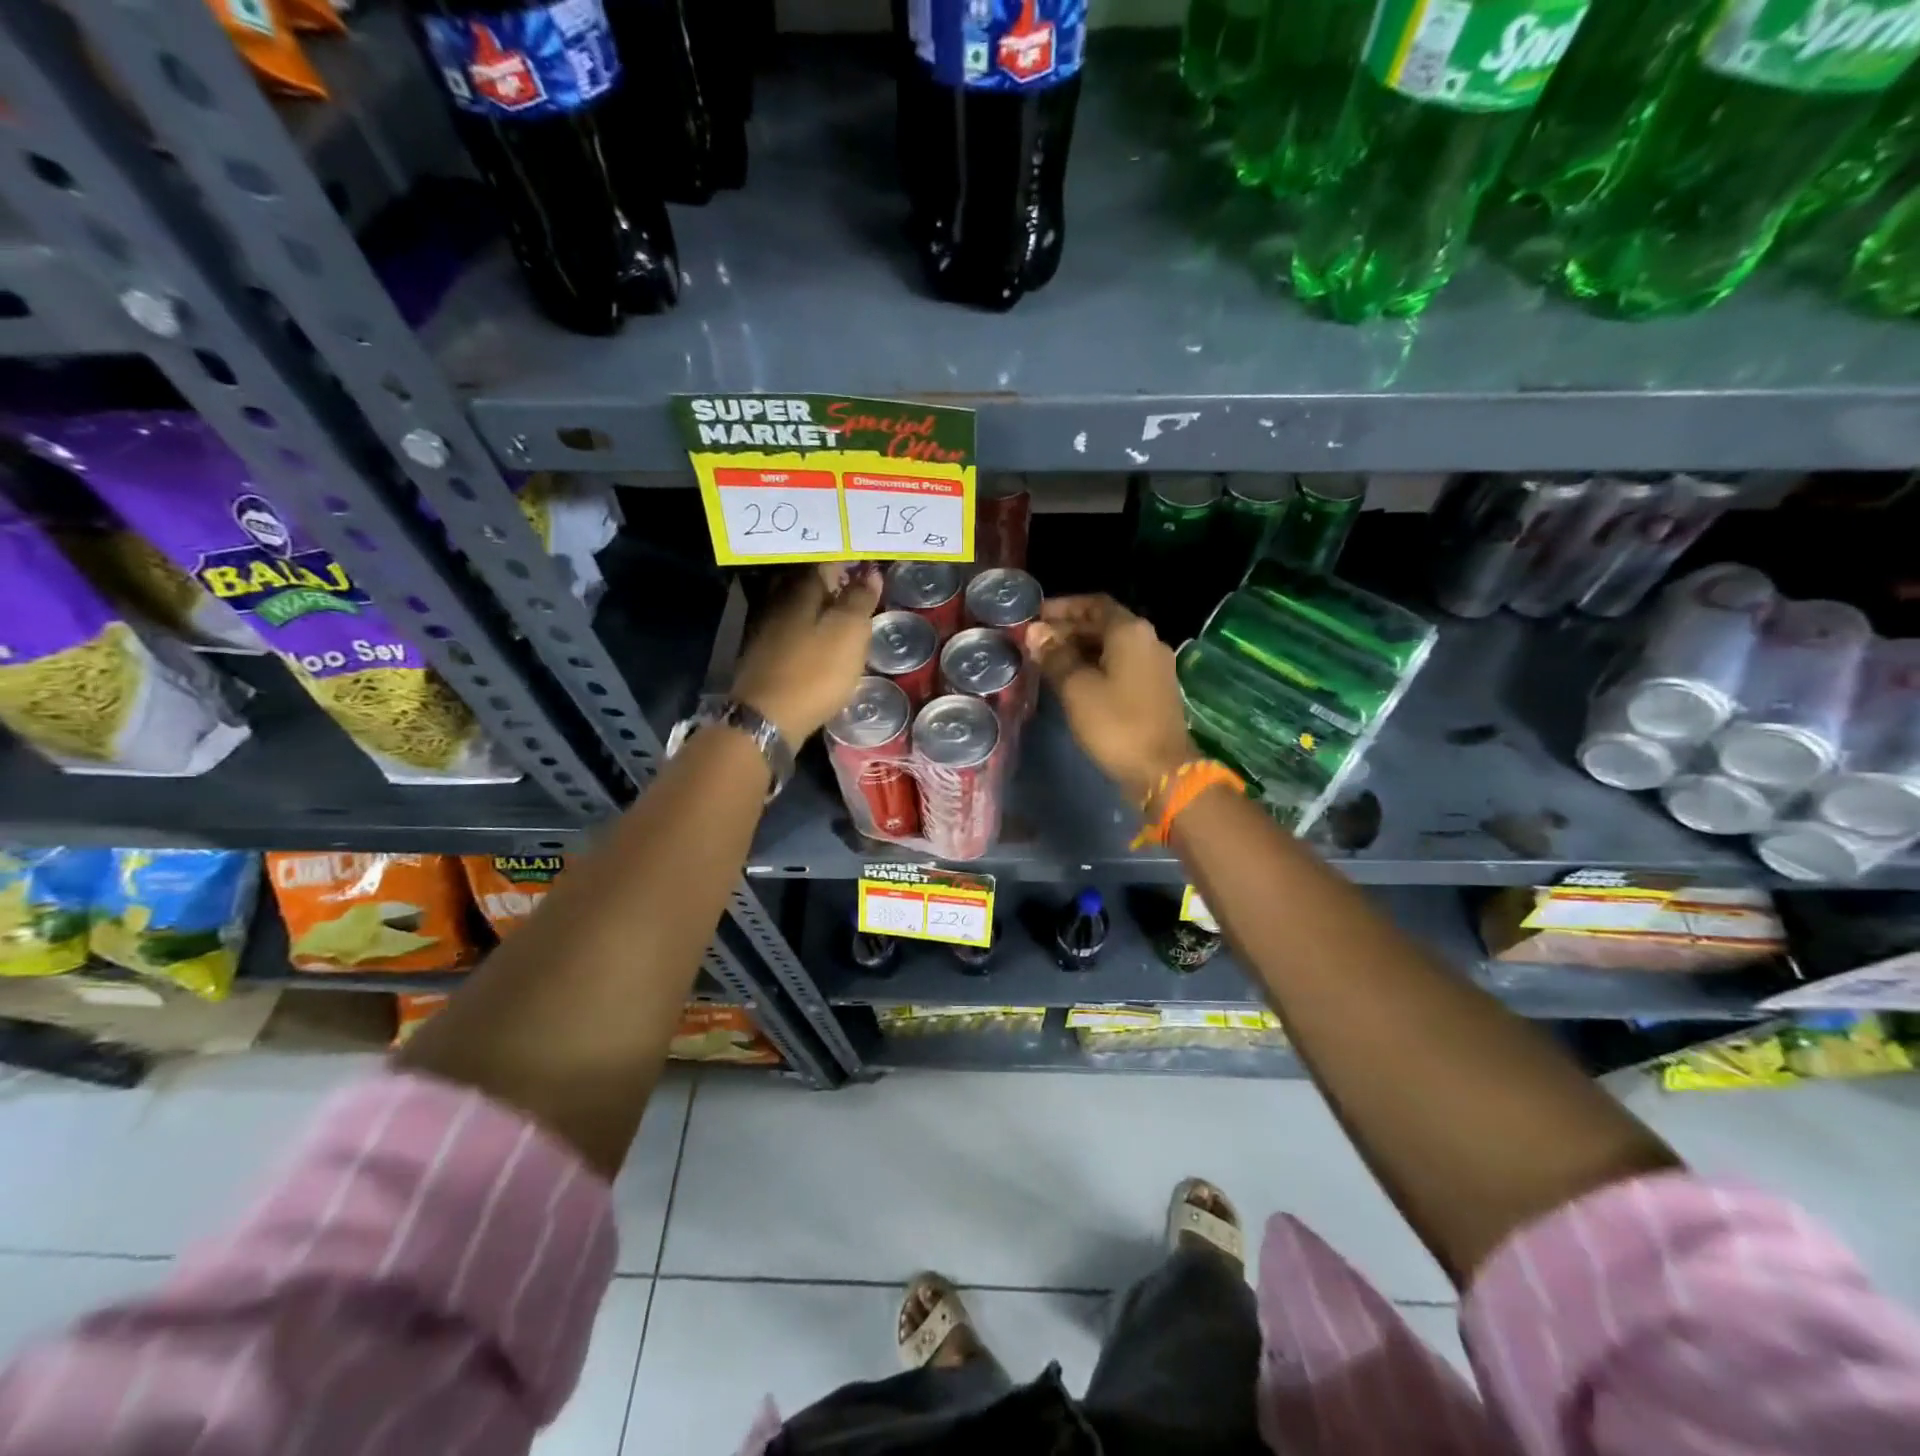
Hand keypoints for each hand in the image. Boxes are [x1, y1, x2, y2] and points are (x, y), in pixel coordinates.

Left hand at [733, 564, 881, 741]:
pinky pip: (786, 626)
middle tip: (855, 587)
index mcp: (800, 589)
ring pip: (794, 603)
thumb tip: (870, 573)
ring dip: (815, 604)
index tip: (868, 566)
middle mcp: (777, 599)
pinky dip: (803, 626)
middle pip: (806, 580)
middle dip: (829, 580)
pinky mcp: (759, 653)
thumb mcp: (850, 633)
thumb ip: (860, 600)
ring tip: (839, 612)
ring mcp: (763, 626)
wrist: (766, 717)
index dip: (848, 562)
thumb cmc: (815, 672)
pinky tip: (815, 638)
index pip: (826, 561)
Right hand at [1025, 595, 1196, 803]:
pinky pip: (1120, 666)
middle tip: (1035, 642)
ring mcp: (1154, 666)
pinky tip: (1071, 680)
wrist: (1161, 770)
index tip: (1035, 617)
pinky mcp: (1154, 689)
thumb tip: (1036, 632)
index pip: (1094, 604)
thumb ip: (1055, 656)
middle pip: (1103, 624)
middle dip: (1068, 629)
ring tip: (1047, 661)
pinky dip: (1094, 666)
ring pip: (1111, 646)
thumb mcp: (1076, 688)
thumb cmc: (1116, 724)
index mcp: (1130, 632)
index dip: (1062, 607)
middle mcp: (1147, 640)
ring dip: (1079, 649)